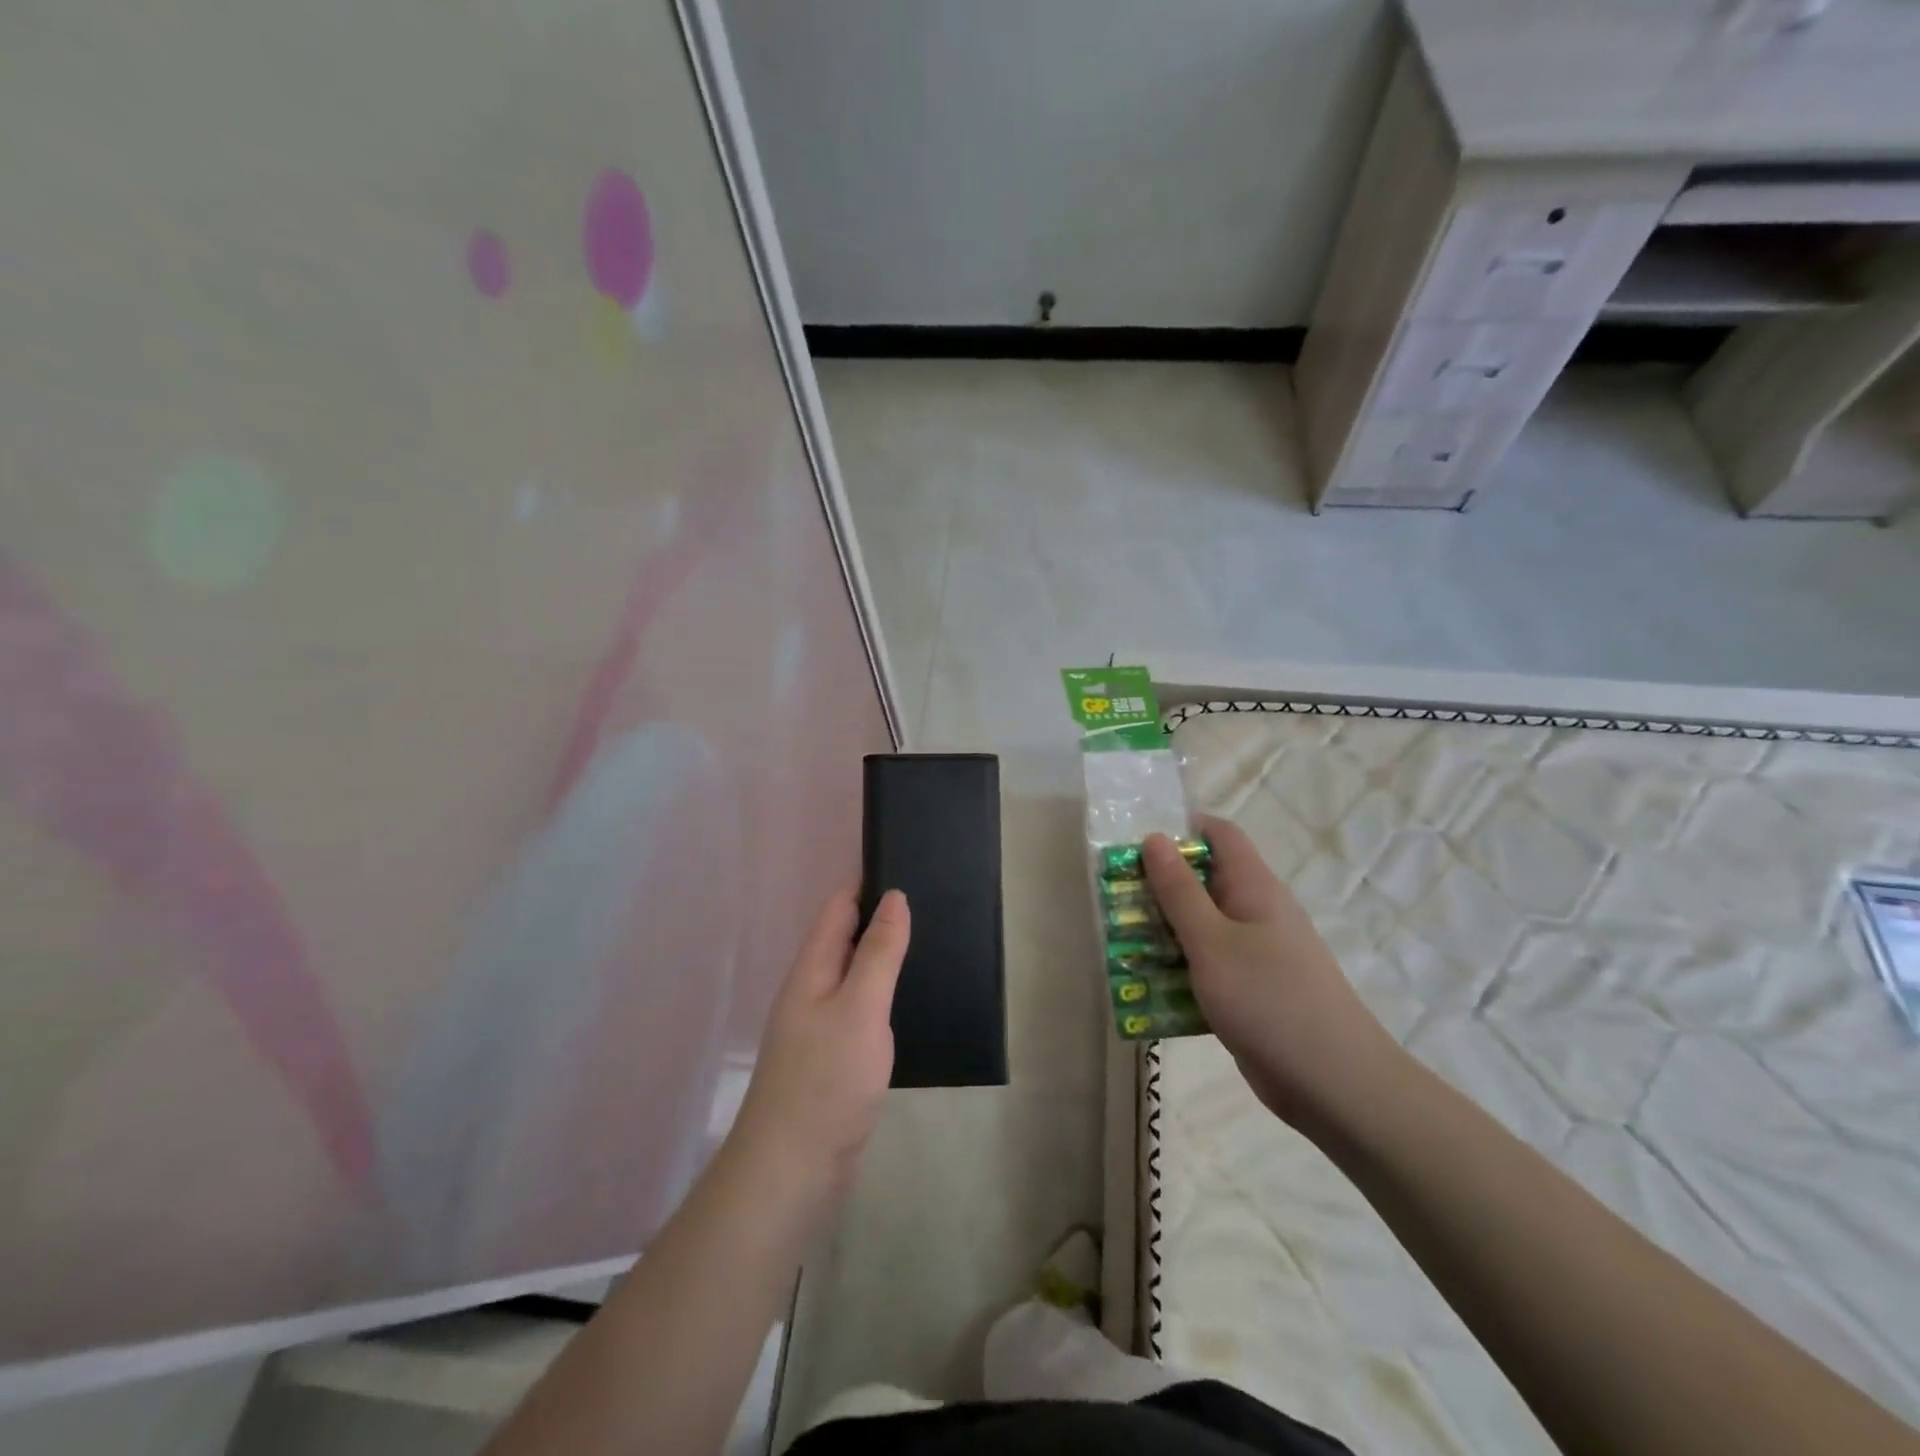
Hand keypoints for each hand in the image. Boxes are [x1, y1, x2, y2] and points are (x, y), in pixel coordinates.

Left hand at [723, 887, 908, 1225]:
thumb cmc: (827, 1081)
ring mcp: (820, 1026)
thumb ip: (879, 953)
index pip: (838, 907)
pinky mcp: (834, 1058)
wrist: (793, 1171)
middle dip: (880, 916)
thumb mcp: (860, 1008)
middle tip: (933, 901)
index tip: (907, 862)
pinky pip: (860, 1009)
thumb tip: (894, 897)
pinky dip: (883, 994)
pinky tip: (911, 1001)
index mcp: (812, 970)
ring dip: (883, 956)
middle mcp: (811, 991)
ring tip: (931, 942)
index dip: (867, 882)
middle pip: (845, 937)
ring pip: (854, 975)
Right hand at [1144, 819, 1400, 1132]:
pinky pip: (1206, 965)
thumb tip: (1155, 838)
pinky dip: (1178, 967)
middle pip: (1203, 880)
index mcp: (1254, 887)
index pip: (1220, 834)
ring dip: (1163, 930)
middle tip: (1115, 895)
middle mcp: (1256, 912)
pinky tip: (1146, 986)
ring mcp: (1255, 953)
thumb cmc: (1269, 999)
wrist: (1333, 1084)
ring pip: (1201, 926)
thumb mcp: (1212, 941)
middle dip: (1158, 884)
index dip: (1181, 827)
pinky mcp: (1249, 989)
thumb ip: (1179, 891)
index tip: (1135, 842)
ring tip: (1119, 940)